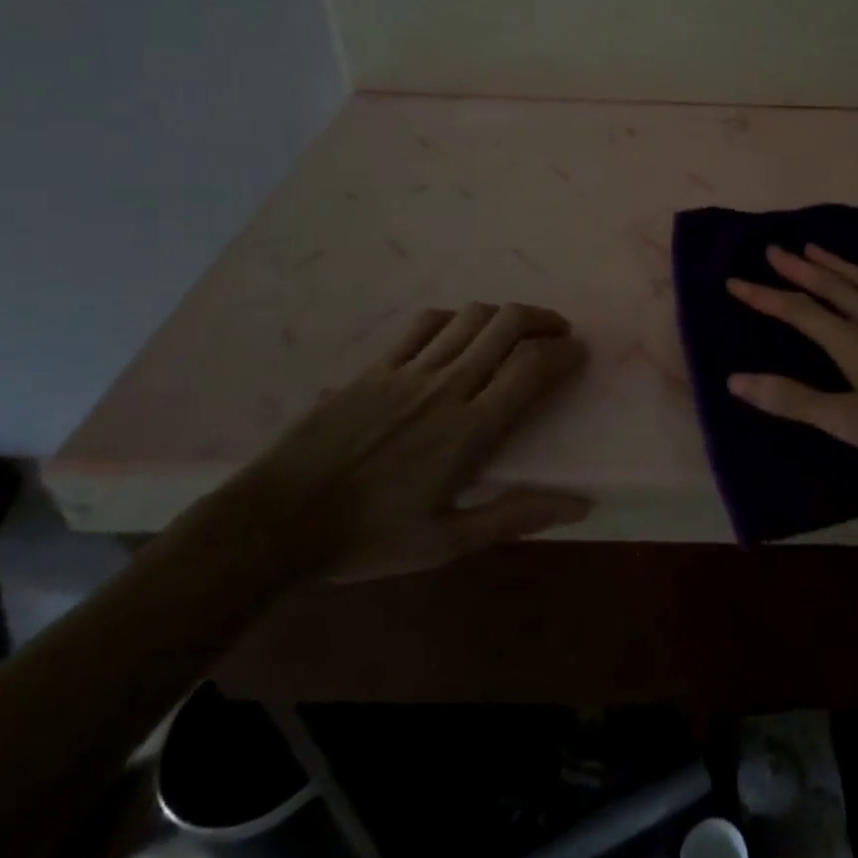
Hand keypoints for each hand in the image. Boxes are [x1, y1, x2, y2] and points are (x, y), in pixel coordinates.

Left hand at [245, 302, 590, 582]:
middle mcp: (446, 387)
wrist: (276, 523)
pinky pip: (424, 324)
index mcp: (469, 430)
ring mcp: (408, 371)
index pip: (531, 369)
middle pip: (507, 325)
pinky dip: (454, 319)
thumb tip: (580, 505)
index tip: (578, 353)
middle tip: (557, 331)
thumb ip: (515, 515)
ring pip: (470, 317)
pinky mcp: (375, 366)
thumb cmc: (368, 538)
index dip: (563, 353)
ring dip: (503, 315)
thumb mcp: (447, 542)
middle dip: (542, 319)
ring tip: (515, 329)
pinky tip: (458, 333)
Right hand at [726, 244, 857, 484]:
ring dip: (840, 264)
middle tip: (774, 249)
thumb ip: (795, 400)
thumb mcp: (852, 425)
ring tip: (815, 247)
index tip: (735, 280)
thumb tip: (736, 379)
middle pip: (834, 287)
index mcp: (855, 344)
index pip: (800, 312)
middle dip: (799, 268)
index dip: (765, 297)